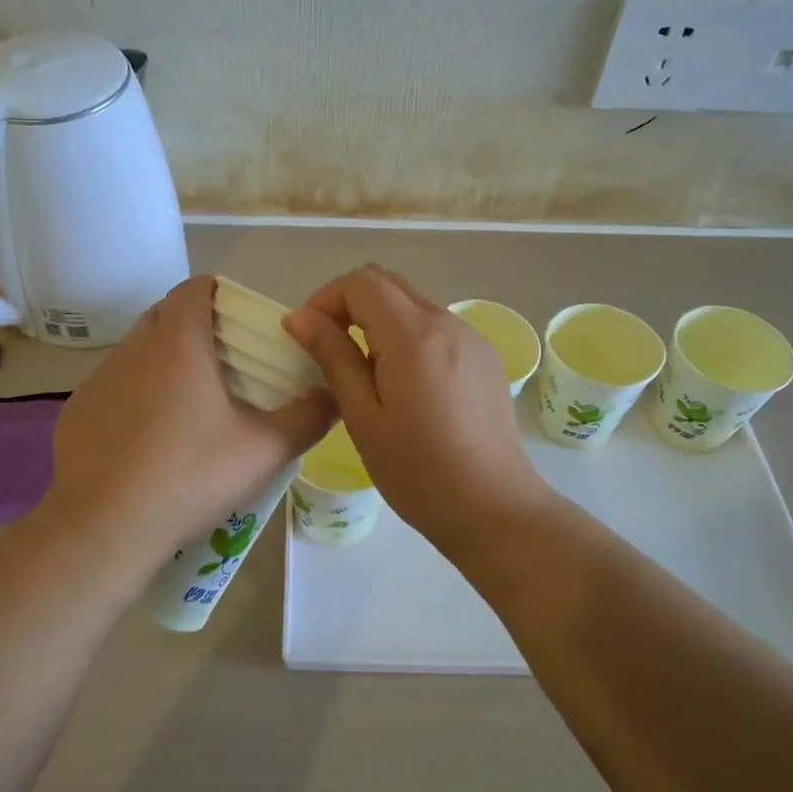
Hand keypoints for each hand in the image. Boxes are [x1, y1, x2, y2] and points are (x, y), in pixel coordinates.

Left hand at [40, 275, 335, 573]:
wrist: (103, 527)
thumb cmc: (189, 476)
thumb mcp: (264, 450)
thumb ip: (308, 417)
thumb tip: (333, 395)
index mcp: (178, 342)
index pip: (193, 288)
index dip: (218, 292)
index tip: (240, 318)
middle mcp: (133, 348)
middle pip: (164, 314)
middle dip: (193, 324)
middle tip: (224, 361)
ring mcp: (98, 379)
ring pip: (136, 351)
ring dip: (162, 361)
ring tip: (189, 403)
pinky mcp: (76, 411)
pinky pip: (113, 387)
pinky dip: (134, 395)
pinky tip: (148, 438)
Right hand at [284, 265, 551, 548]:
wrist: (493, 509)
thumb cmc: (417, 472)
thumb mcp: (363, 416)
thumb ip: (333, 357)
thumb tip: (299, 317)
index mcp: (414, 335)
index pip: (361, 282)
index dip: (326, 299)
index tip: (310, 337)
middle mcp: (448, 322)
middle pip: (388, 283)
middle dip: (350, 303)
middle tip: (330, 348)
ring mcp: (472, 337)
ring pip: (413, 303)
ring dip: (379, 320)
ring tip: (366, 373)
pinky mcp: (485, 357)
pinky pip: (437, 326)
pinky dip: (408, 335)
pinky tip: (405, 384)